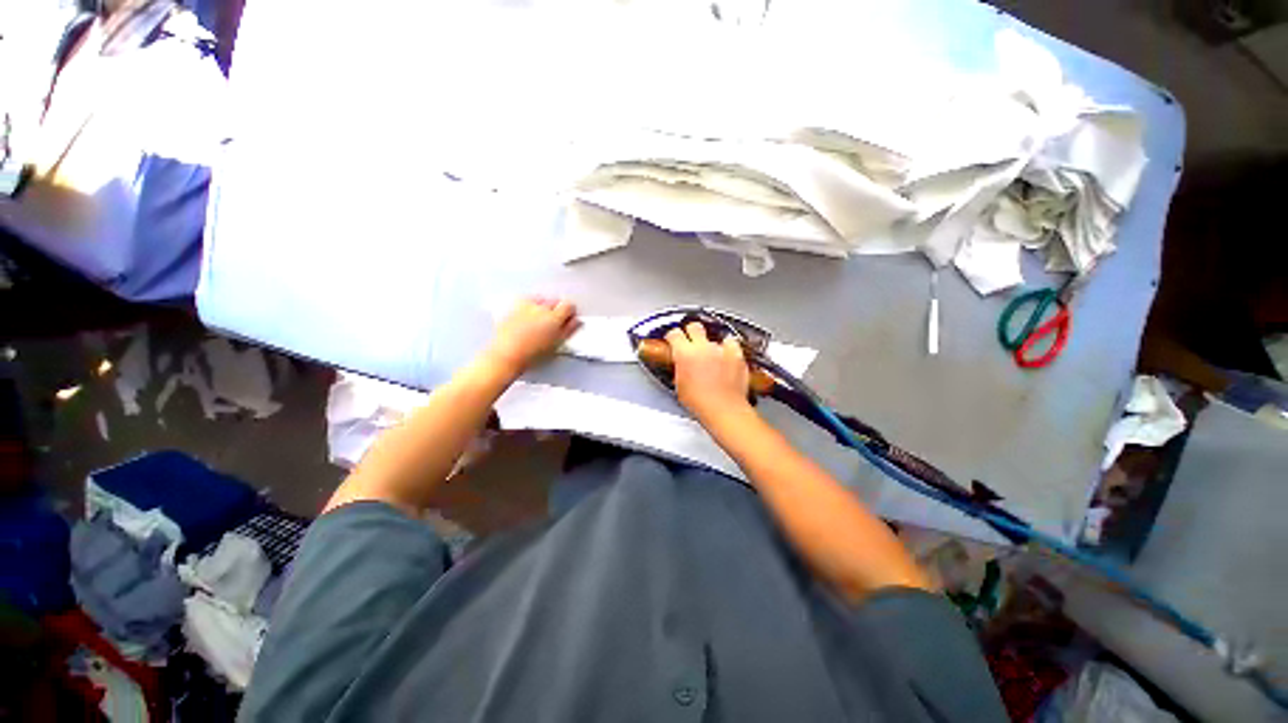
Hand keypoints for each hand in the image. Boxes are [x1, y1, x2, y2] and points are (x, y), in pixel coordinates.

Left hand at [484, 297, 579, 377]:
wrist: (506, 355)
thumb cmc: (532, 355)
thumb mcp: (556, 345)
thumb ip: (569, 330)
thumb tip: (576, 321)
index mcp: (555, 318)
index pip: (569, 305)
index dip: (570, 312)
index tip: (568, 319)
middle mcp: (541, 308)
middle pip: (555, 301)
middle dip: (557, 310)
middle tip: (554, 323)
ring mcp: (527, 306)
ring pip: (542, 299)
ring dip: (544, 306)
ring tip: (540, 320)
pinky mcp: (514, 306)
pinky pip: (527, 300)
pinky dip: (531, 305)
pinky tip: (529, 316)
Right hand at [665, 322, 752, 423]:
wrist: (724, 409)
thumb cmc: (700, 403)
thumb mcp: (679, 386)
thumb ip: (679, 368)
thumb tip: (680, 365)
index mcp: (684, 353)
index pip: (674, 334)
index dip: (673, 336)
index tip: (673, 339)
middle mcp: (702, 347)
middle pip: (694, 326)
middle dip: (691, 332)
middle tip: (691, 340)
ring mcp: (720, 349)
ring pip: (714, 337)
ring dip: (711, 344)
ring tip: (712, 356)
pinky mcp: (736, 354)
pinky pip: (731, 343)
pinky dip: (729, 348)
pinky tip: (726, 356)